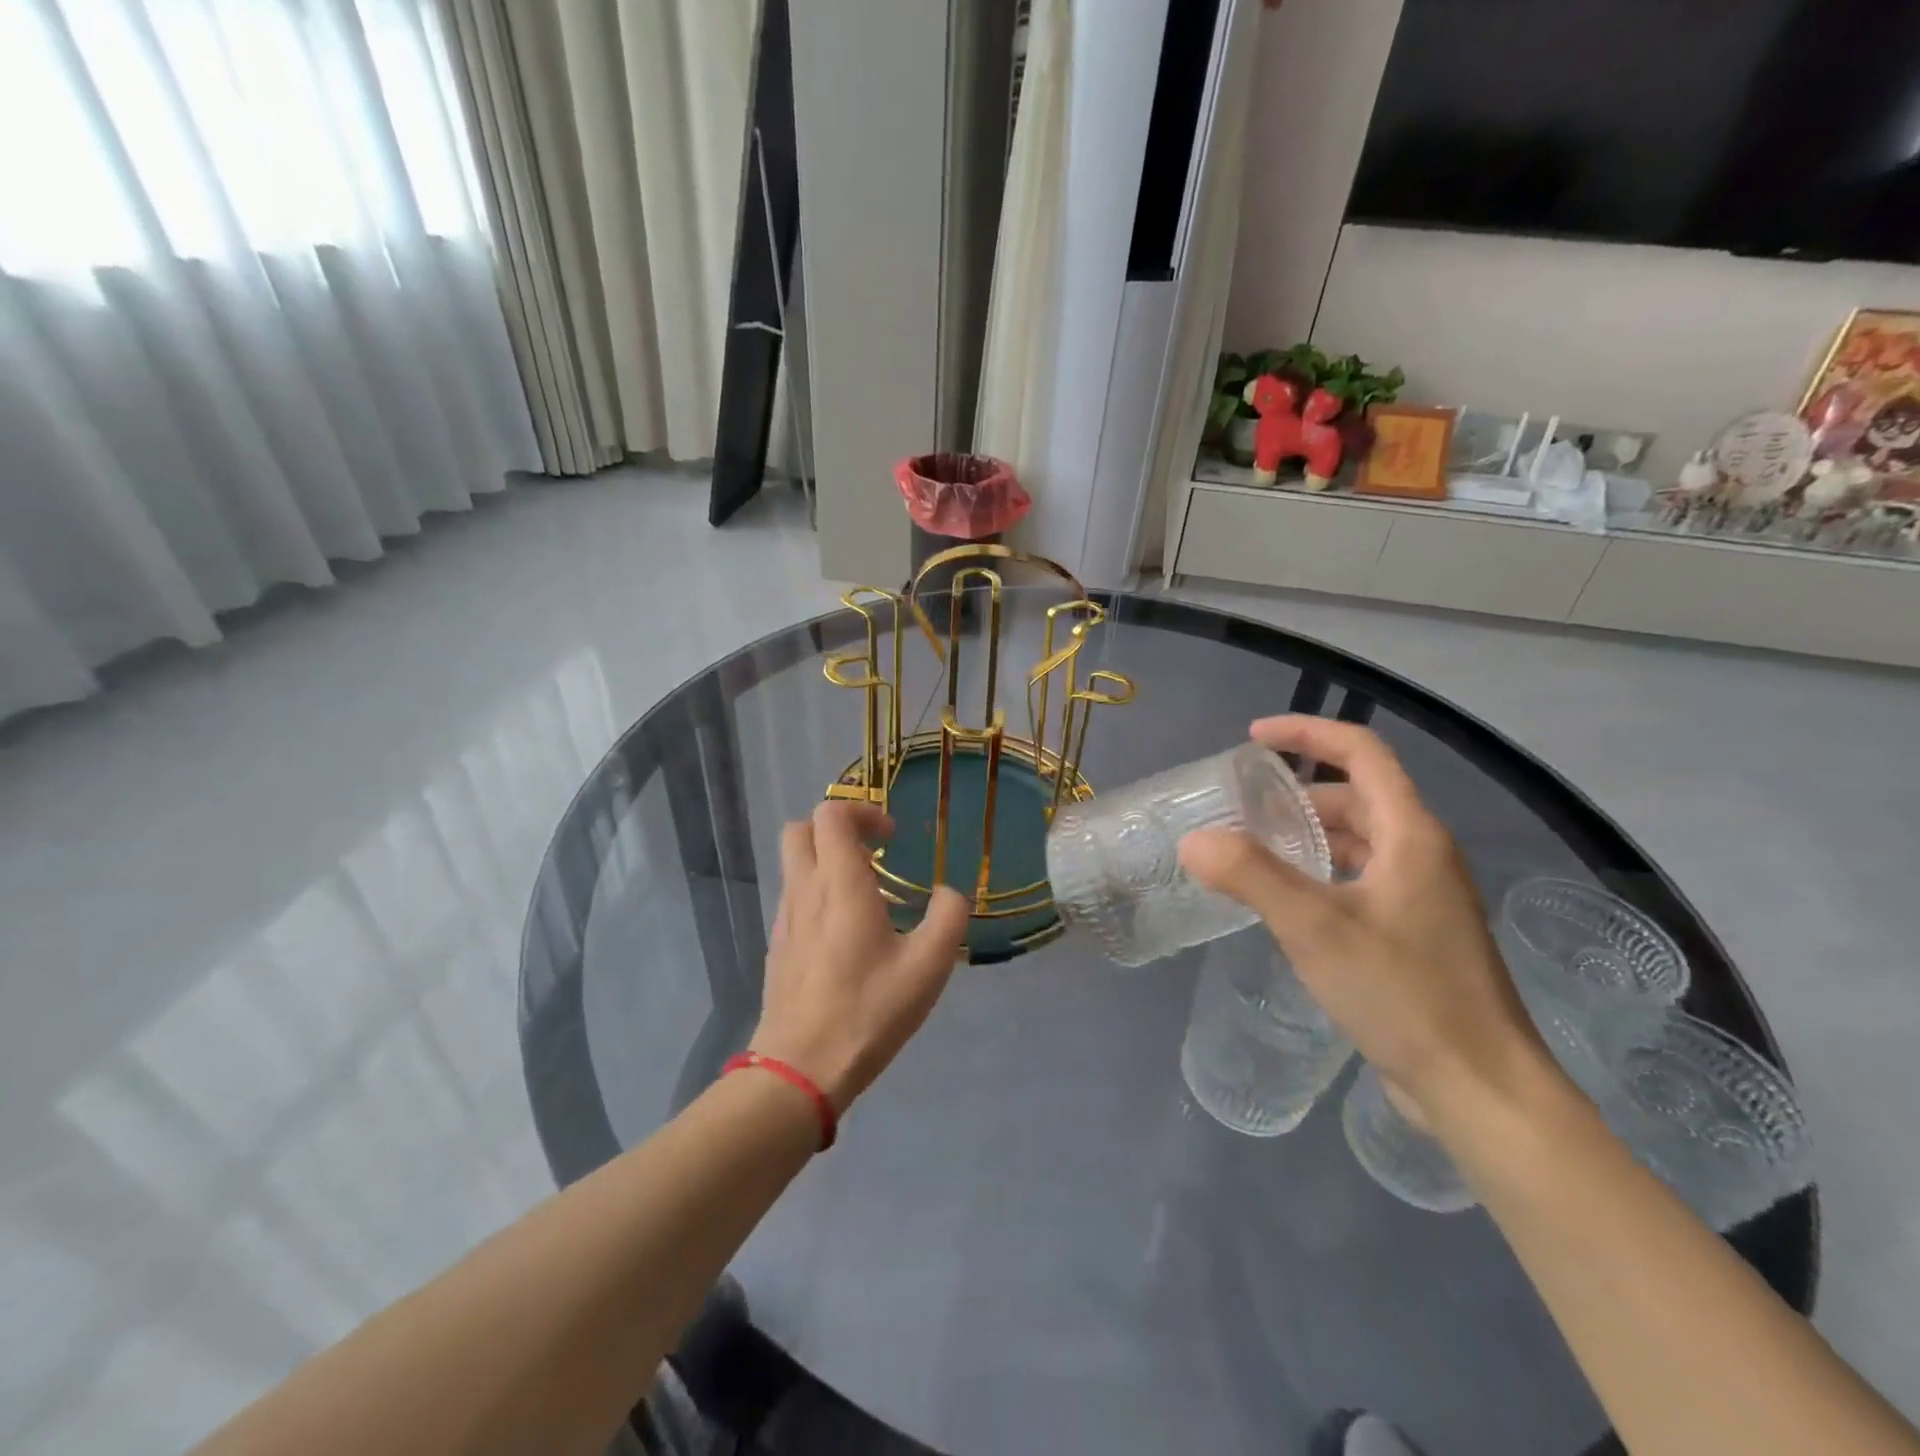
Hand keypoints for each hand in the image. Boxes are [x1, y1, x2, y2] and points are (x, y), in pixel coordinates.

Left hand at [751, 802, 970, 1112]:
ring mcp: (785, 919)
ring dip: (827, 862)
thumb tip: (950, 893)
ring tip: (867, 897)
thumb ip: (948, 918)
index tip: (893, 839)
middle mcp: (804, 890)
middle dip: (837, 829)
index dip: (863, 812)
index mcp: (839, 884)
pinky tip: (847, 934)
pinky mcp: (778, 946)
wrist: (800, 1069)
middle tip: (874, 854)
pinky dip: (817, 894)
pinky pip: (794, 898)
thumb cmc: (868, 1010)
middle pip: (801, 830)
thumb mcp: (928, 967)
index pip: (831, 814)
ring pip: (795, 865)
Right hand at [1179, 716, 1547, 1122]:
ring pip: (1359, 841)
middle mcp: (1423, 855)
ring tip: (1254, 851)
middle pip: (1358, 797)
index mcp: (1411, 835)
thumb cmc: (1403, 994)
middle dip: (1298, 793)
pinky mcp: (1416, 934)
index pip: (1362, 753)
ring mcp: (1424, 897)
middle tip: (1242, 809)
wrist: (1480, 1089)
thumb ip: (1250, 875)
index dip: (1308, 733)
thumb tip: (1194, 840)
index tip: (1253, 738)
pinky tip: (1288, 903)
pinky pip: (1361, 879)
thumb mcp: (1315, 927)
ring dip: (1309, 835)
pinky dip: (1321, 872)